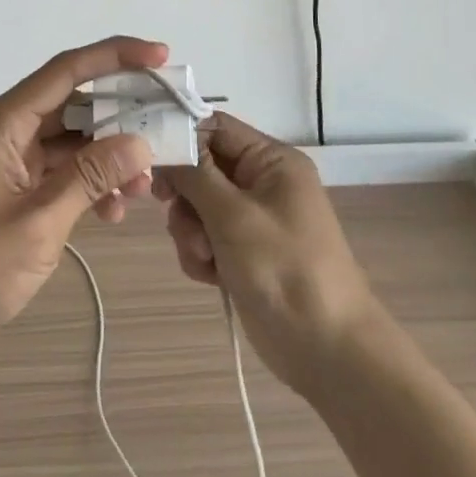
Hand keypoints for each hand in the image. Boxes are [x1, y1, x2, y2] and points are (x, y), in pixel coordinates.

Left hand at [0, 37, 165, 350]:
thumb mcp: (37, 222)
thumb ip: (90, 178)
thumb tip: (139, 142)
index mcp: (5, 122)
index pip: (68, 71)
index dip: (117, 56)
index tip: (161, 57)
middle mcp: (7, 129)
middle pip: (75, 105)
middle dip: (122, 117)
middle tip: (166, 131)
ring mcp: (8, 159)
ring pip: (71, 141)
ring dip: (109, 158)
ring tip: (143, 188)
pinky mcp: (11, 187)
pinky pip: (59, 171)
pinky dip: (88, 184)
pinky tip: (112, 212)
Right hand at [156, 113, 379, 395]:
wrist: (326, 349)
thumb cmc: (283, 268)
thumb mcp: (233, 214)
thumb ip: (194, 174)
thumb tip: (165, 145)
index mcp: (271, 160)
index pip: (215, 127)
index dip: (181, 138)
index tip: (150, 162)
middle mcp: (262, 182)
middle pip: (201, 167)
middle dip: (186, 197)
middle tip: (175, 214)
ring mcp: (253, 219)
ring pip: (198, 206)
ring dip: (190, 231)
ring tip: (204, 257)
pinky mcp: (243, 252)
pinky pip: (205, 237)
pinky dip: (200, 254)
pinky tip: (210, 276)